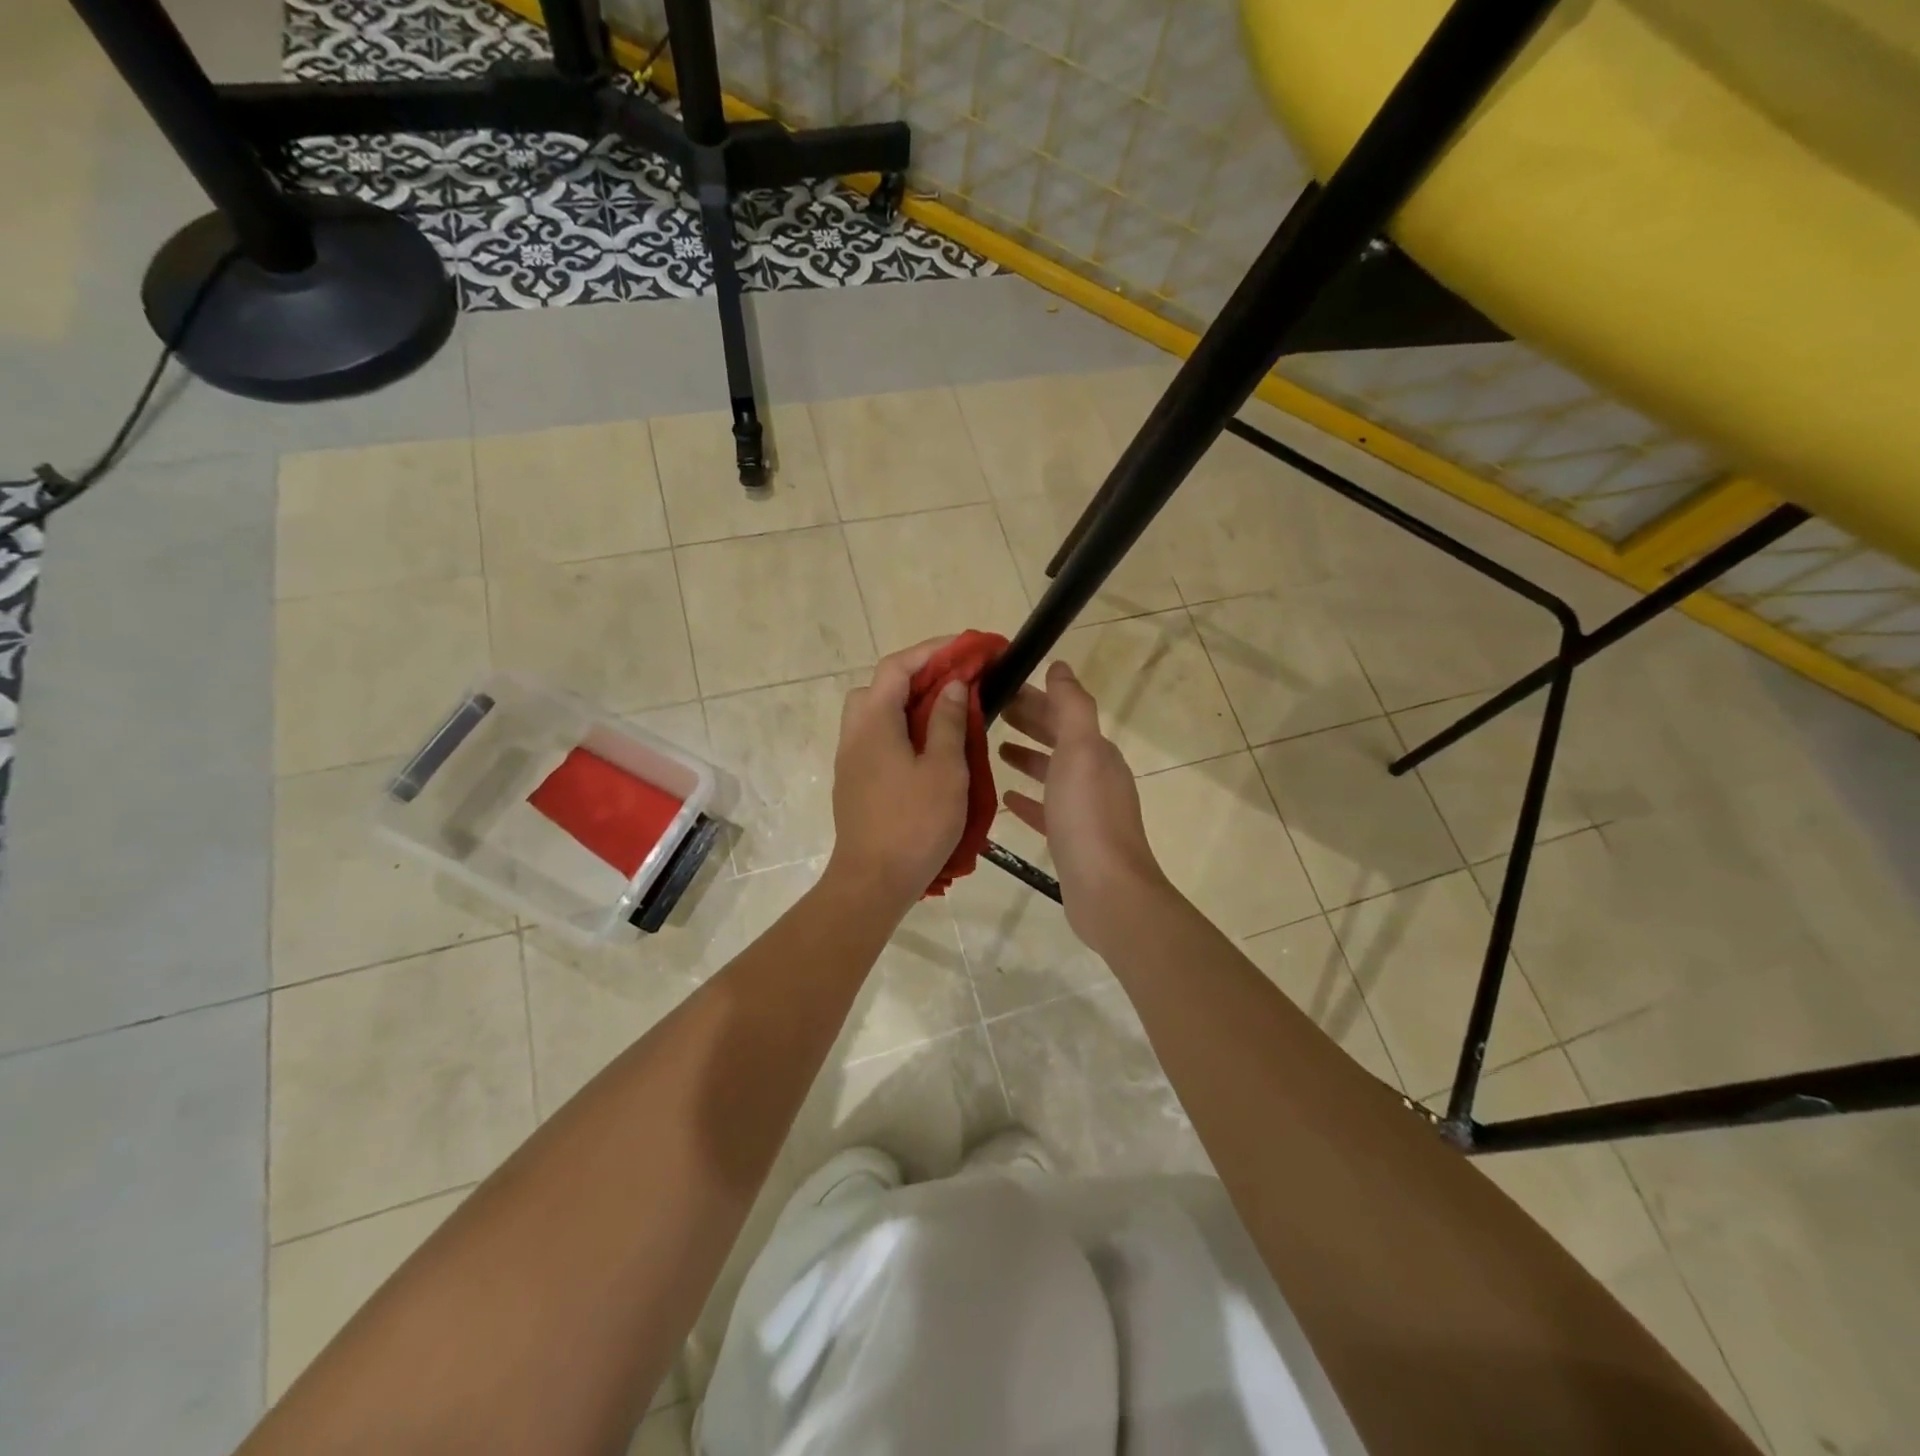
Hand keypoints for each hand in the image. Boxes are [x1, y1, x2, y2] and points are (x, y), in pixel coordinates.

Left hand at [825, 638, 970, 909]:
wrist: (873, 881)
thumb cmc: (914, 824)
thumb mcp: (944, 770)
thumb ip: (947, 722)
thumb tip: (951, 686)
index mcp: (874, 722)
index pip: (897, 667)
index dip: (932, 651)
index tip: (966, 648)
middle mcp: (854, 733)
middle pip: (880, 686)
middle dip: (917, 675)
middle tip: (955, 681)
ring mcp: (850, 758)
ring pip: (875, 713)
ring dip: (908, 703)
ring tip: (946, 713)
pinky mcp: (855, 781)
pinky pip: (876, 738)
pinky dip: (901, 728)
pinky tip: (928, 747)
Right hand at [998, 661, 1168, 951]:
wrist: (1106, 888)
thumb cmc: (1088, 814)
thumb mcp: (1080, 750)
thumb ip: (1071, 706)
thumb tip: (1061, 667)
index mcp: (1097, 751)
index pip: (1064, 712)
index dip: (1035, 697)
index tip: (1001, 687)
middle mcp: (1094, 775)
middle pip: (1058, 739)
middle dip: (1029, 722)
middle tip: (990, 711)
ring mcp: (1084, 809)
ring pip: (1052, 773)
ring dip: (1027, 757)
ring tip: (994, 748)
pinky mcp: (1071, 839)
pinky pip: (1046, 809)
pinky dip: (1028, 798)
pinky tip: (1006, 795)